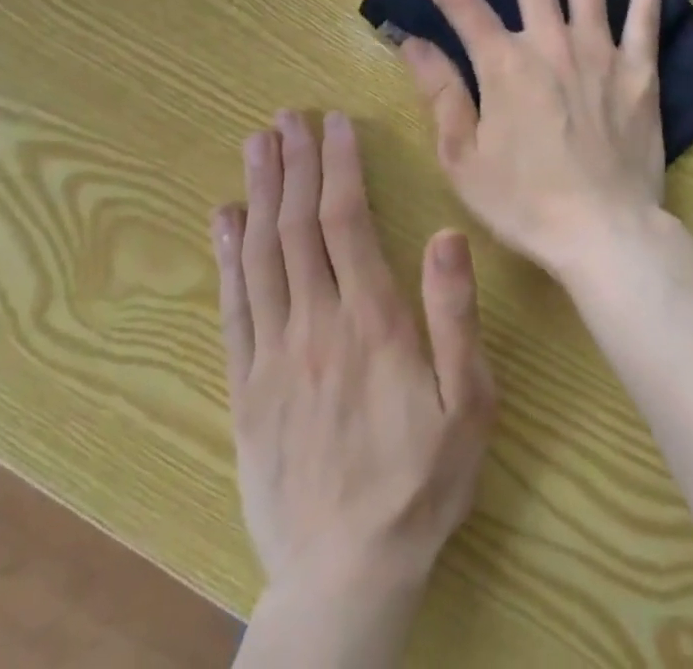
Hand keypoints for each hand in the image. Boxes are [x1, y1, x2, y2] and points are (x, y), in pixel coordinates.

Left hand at [213, 110, 495, 628]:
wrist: (345, 575)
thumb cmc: (422, 479)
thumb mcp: (468, 399)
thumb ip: (454, 314)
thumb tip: (445, 234)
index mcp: (372, 321)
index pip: (347, 223)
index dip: (339, 167)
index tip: (335, 124)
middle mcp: (316, 325)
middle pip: (297, 227)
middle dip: (294, 164)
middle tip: (287, 116)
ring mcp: (273, 355)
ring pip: (260, 256)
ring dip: (259, 194)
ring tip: (256, 145)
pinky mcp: (245, 387)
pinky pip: (232, 307)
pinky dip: (226, 256)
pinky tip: (224, 220)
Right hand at [401, 0, 668, 281]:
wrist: (602, 231)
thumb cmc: (525, 202)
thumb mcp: (464, 157)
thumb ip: (441, 93)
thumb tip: (413, 43)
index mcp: (503, 66)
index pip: (460, 3)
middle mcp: (550, 44)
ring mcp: (599, 52)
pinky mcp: (638, 70)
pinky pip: (645, 15)